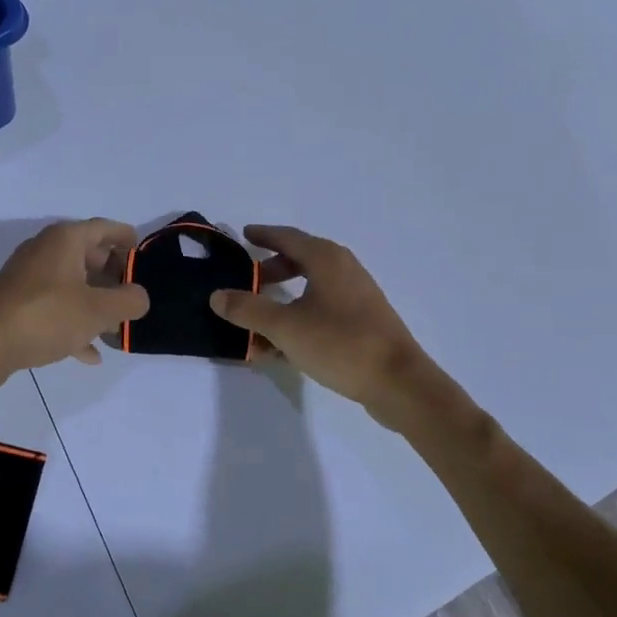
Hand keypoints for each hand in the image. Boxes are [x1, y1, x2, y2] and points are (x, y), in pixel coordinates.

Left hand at [0, 219, 149, 378]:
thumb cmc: (46, 315)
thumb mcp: (98, 310)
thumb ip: (129, 301)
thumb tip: (140, 296)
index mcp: (66, 239)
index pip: (105, 228)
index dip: (127, 238)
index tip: (143, 253)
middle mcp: (46, 250)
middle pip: (88, 255)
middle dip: (112, 275)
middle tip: (133, 294)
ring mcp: (28, 277)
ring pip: (72, 284)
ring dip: (94, 302)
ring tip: (116, 326)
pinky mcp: (17, 303)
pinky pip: (54, 307)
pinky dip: (73, 322)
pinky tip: (89, 352)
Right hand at [209, 226, 433, 424]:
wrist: (399, 382)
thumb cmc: (340, 343)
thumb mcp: (285, 327)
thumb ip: (248, 309)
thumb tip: (217, 295)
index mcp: (326, 259)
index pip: (287, 236)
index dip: (263, 235)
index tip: (243, 235)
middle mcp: (343, 269)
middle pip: (300, 260)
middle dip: (271, 270)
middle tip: (246, 281)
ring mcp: (357, 295)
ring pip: (311, 289)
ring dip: (283, 301)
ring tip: (258, 321)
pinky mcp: (363, 321)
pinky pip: (323, 310)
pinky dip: (300, 318)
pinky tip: (282, 348)